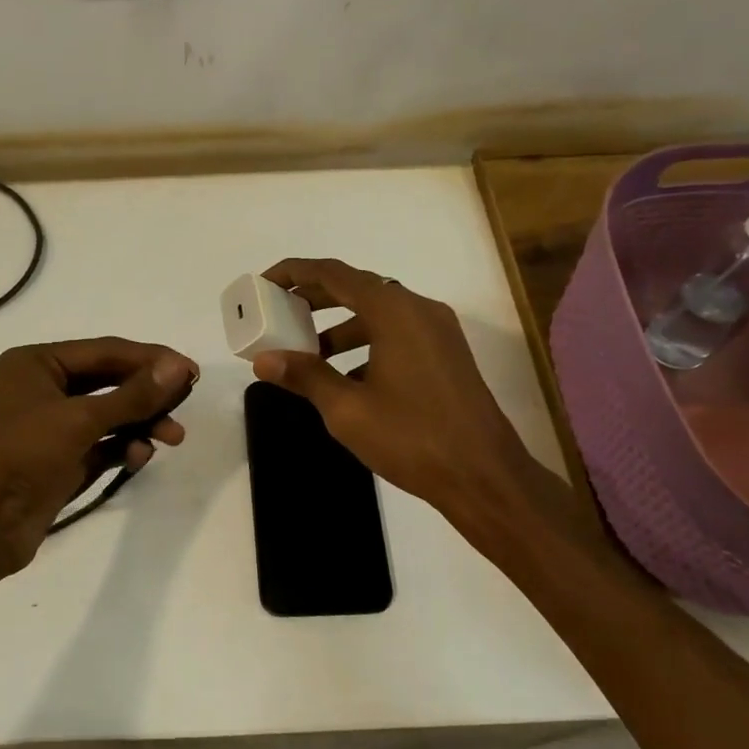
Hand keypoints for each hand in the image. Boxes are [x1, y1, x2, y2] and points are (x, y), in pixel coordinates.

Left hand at [0, 338, 196, 583]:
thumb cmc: (19, 456)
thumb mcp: (78, 420)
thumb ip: (132, 396)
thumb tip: (178, 368)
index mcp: (37, 364)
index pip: (105, 351)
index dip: (150, 359)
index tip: (190, 372)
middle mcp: (43, 390)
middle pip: (109, 382)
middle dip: (148, 395)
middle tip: (185, 402)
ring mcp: (50, 429)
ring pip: (108, 417)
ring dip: (140, 424)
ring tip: (172, 438)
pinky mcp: (58, 464)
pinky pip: (100, 447)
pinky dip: (122, 448)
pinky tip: (140, 456)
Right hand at [250, 258, 531, 517]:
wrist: (484, 476)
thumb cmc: (411, 438)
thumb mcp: (347, 409)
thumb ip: (305, 376)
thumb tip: (264, 360)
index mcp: (394, 311)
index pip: (333, 274)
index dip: (295, 273)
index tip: (264, 283)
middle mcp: (419, 309)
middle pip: (357, 288)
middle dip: (314, 299)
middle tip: (278, 314)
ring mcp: (438, 331)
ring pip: (378, 313)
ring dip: (339, 325)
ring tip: (306, 352)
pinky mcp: (446, 354)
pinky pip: (397, 333)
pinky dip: (366, 343)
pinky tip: (346, 377)